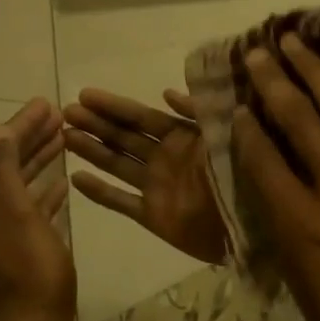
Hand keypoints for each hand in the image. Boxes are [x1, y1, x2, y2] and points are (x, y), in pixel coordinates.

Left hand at [0, 98, 75, 320]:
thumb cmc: (29, 270)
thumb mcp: (17, 214)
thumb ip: (5, 170)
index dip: (20, 125)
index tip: (46, 104)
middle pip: (3, 163)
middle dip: (28, 138)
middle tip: (57, 116)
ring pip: (15, 184)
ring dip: (37, 161)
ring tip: (62, 141)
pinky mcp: (12, 248)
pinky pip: (25, 207)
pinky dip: (41, 191)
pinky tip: (60, 185)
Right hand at [63, 89, 229, 265]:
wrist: (255, 228)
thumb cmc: (243, 178)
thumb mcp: (225, 136)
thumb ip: (198, 114)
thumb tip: (166, 92)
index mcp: (183, 138)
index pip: (141, 117)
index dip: (114, 105)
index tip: (85, 93)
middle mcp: (165, 159)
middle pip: (124, 138)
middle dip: (96, 124)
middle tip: (65, 112)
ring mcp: (157, 187)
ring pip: (117, 164)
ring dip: (92, 150)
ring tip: (63, 137)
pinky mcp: (154, 216)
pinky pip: (122, 202)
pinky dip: (100, 192)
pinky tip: (75, 179)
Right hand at [232, 36, 319, 320]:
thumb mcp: (316, 304)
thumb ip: (293, 249)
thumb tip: (279, 210)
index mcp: (306, 229)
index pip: (264, 163)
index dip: (246, 129)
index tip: (238, 104)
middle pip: (301, 123)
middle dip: (275, 82)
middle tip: (258, 51)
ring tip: (300, 41)